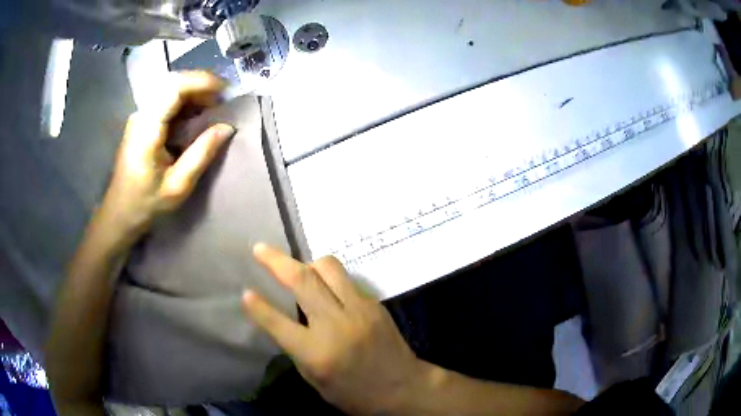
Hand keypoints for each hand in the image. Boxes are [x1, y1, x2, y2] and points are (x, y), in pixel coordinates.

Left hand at [99, 71, 234, 241]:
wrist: (119, 213)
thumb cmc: (146, 203)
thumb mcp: (177, 186)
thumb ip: (201, 154)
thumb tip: (227, 127)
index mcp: (146, 130)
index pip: (174, 88)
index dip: (201, 82)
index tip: (225, 91)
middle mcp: (141, 115)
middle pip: (172, 83)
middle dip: (201, 85)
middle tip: (222, 100)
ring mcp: (140, 116)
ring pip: (170, 89)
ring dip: (194, 92)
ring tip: (214, 107)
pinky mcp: (142, 121)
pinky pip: (166, 101)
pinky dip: (186, 102)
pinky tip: (197, 114)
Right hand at [243, 244, 421, 414]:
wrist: (403, 387)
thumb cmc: (355, 393)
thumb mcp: (315, 379)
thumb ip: (296, 347)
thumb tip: (282, 319)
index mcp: (316, 352)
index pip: (278, 323)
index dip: (257, 306)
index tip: (245, 292)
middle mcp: (336, 325)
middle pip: (302, 280)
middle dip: (276, 260)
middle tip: (259, 249)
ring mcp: (359, 309)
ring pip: (328, 267)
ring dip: (307, 264)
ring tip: (299, 271)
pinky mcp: (374, 303)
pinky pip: (346, 280)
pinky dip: (329, 279)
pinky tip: (326, 289)